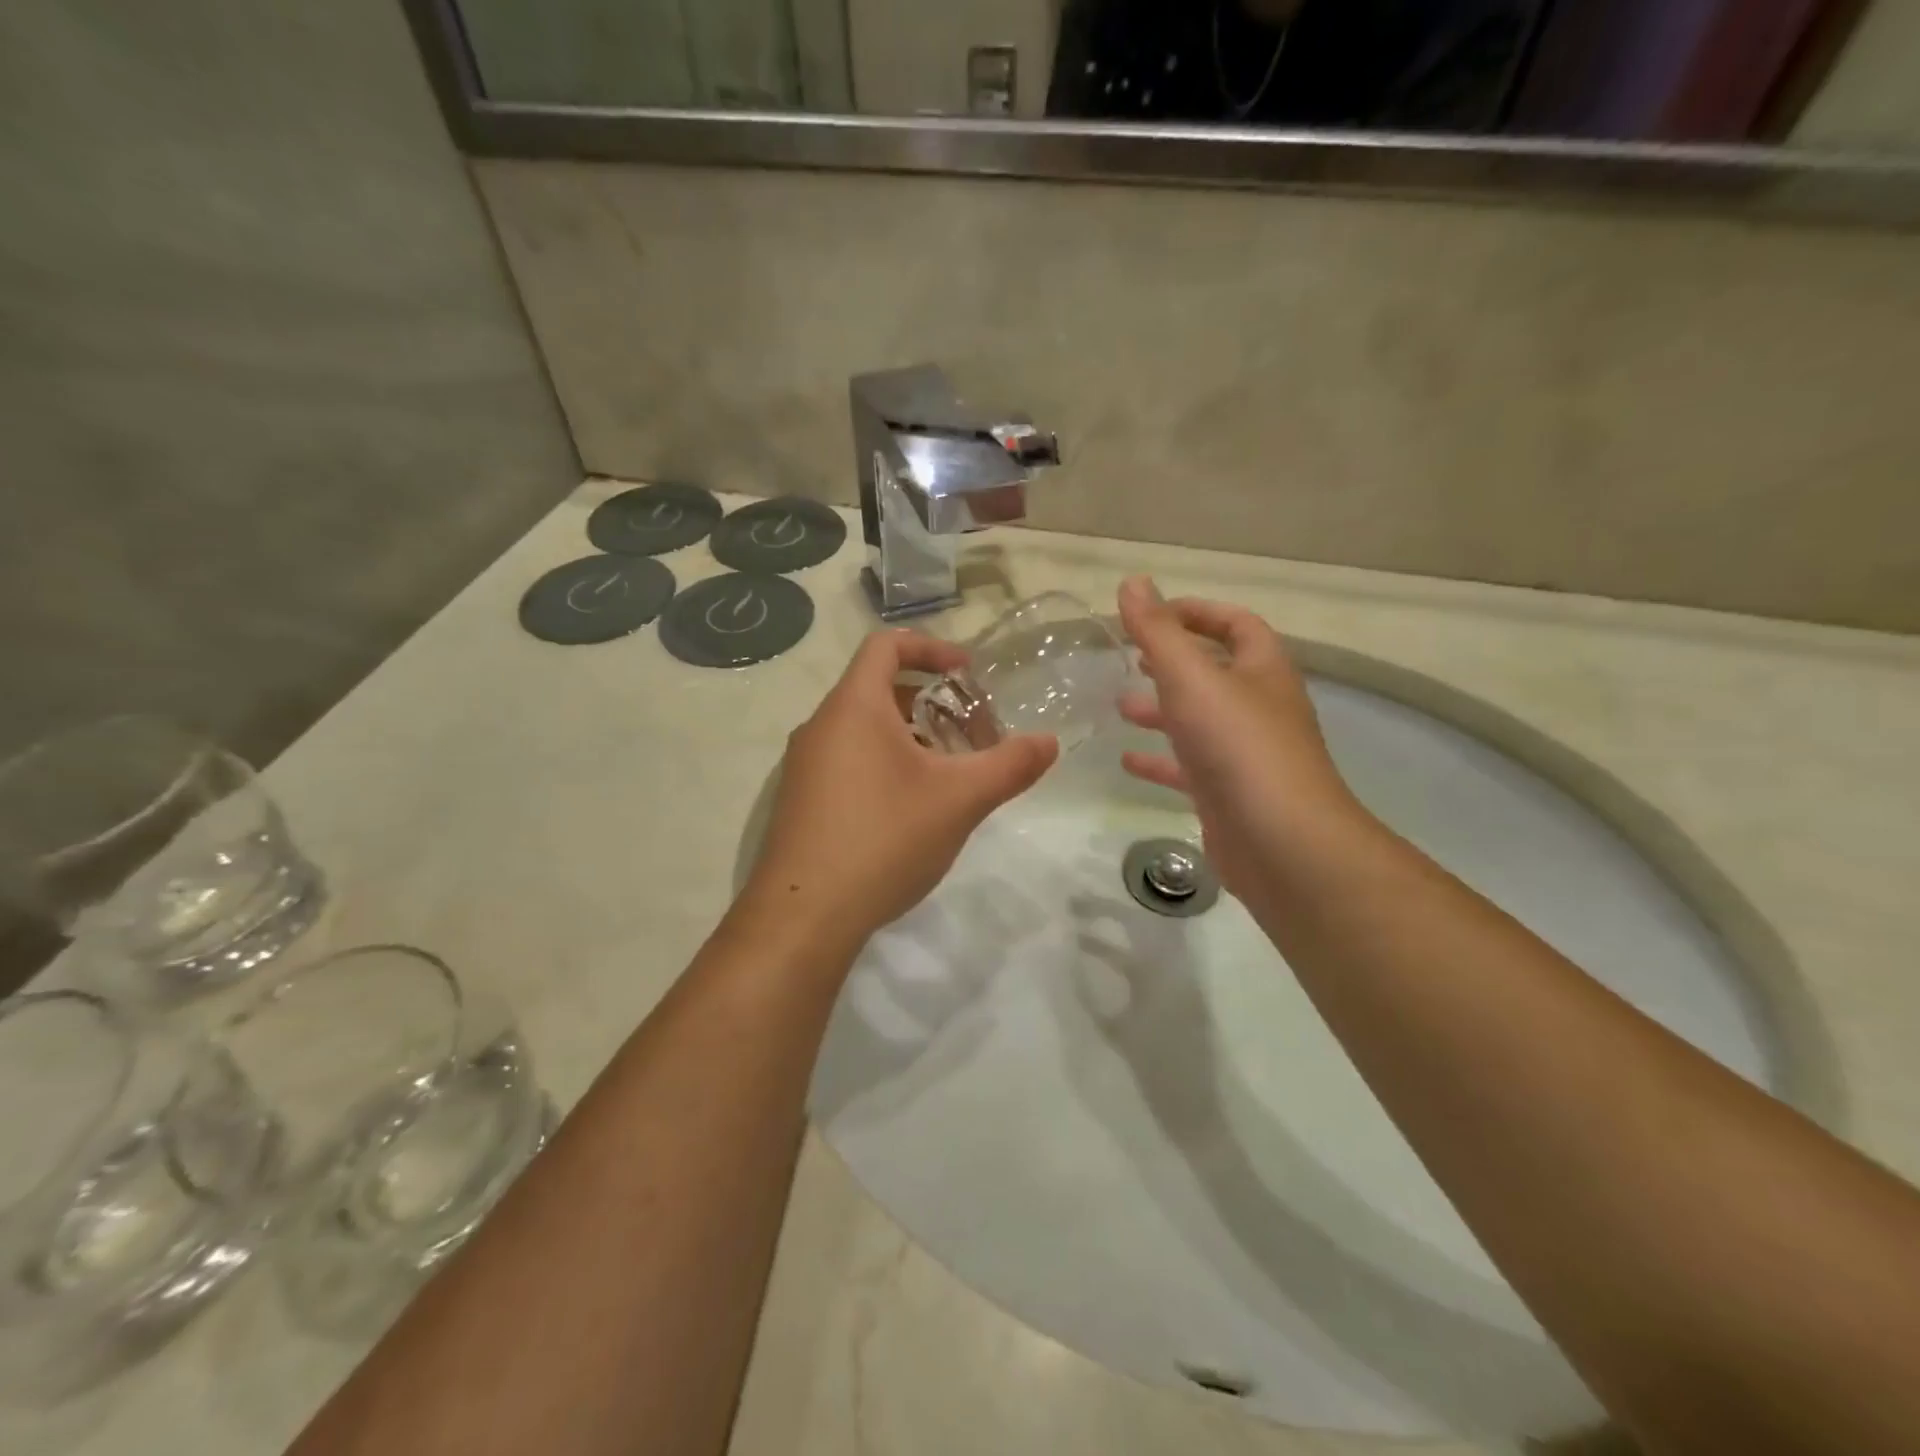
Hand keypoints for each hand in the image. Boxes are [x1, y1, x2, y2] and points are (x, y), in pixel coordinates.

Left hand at [743, 629, 1058, 953]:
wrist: (804, 915)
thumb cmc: (884, 838)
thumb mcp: (959, 799)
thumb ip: (1009, 765)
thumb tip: (1050, 742)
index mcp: (853, 707)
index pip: (886, 645)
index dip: (931, 647)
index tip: (968, 673)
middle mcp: (821, 726)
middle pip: (878, 687)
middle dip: (931, 700)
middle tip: (971, 731)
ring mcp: (805, 765)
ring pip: (863, 728)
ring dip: (910, 735)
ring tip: (949, 770)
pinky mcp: (801, 800)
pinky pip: (847, 759)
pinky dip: (885, 762)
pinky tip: (912, 807)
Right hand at [1116, 576, 1366, 902]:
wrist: (1281, 842)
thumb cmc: (1238, 746)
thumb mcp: (1191, 678)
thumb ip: (1158, 631)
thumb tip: (1133, 582)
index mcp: (1262, 670)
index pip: (1235, 624)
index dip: (1196, 612)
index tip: (1149, 615)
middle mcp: (1258, 707)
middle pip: (1215, 672)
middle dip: (1172, 663)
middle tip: (1129, 659)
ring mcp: (1245, 754)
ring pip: (1199, 721)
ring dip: (1161, 710)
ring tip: (1119, 706)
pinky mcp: (1228, 794)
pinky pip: (1189, 767)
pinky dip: (1159, 760)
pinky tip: (1127, 761)